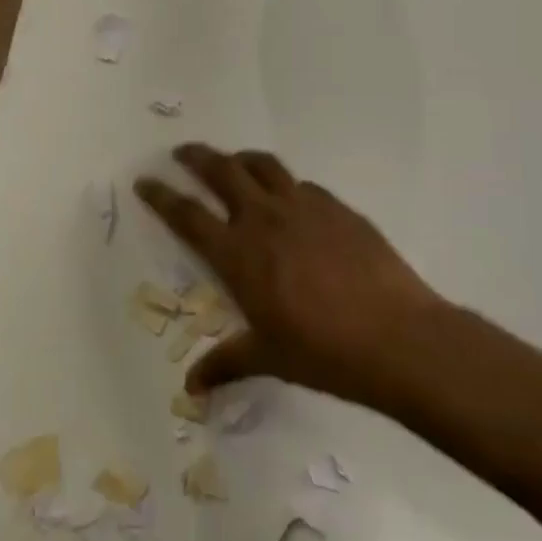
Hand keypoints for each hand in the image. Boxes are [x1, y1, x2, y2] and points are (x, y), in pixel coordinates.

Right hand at [136, 144, 447, 408]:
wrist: (397, 337)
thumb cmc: (323, 351)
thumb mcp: (268, 359)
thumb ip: (226, 364)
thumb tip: (192, 388)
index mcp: (238, 254)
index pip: (187, 215)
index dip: (162, 196)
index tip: (144, 180)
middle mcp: (265, 219)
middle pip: (222, 171)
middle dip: (197, 157)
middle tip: (182, 152)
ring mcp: (304, 207)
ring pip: (263, 166)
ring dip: (241, 159)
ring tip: (233, 161)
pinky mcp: (338, 208)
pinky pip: (303, 185)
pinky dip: (286, 185)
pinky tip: (292, 199)